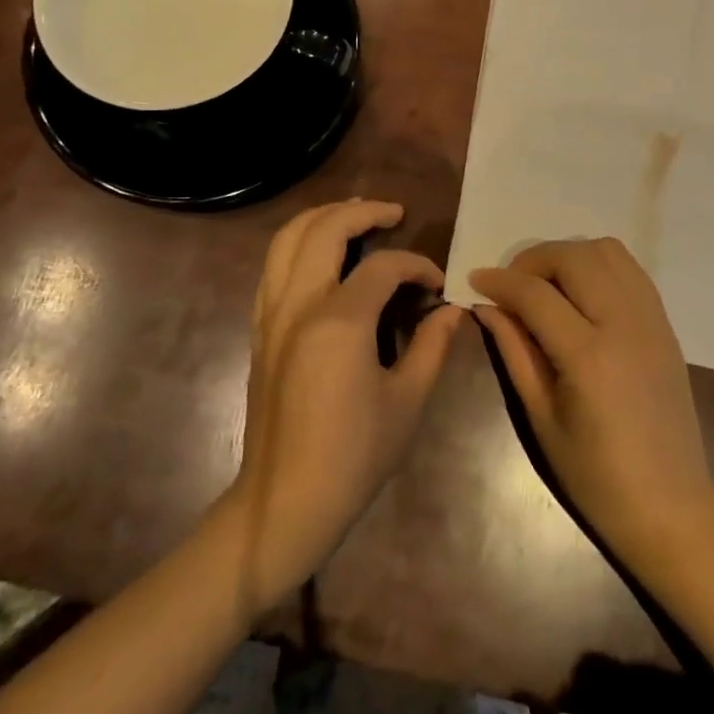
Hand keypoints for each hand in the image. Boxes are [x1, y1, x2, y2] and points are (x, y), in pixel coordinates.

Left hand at [226, 199, 464, 613]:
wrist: (285, 500)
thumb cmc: (354, 456)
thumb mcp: (407, 402)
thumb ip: (431, 347)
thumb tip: (454, 312)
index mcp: (339, 322)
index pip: (383, 266)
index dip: (416, 266)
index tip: (437, 285)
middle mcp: (298, 304)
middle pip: (324, 229)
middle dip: (362, 212)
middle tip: (393, 213)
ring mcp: (271, 314)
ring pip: (287, 238)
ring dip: (321, 218)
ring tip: (353, 216)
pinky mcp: (259, 329)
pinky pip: (273, 266)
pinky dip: (297, 244)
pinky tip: (320, 256)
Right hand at [471, 238, 713, 566]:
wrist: (670, 506)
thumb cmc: (595, 476)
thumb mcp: (541, 418)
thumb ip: (515, 352)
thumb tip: (487, 307)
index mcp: (589, 356)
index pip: (536, 294)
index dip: (499, 281)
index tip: (476, 280)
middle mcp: (625, 325)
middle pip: (574, 257)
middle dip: (533, 260)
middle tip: (512, 285)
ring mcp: (651, 321)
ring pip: (607, 252)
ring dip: (569, 256)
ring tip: (547, 285)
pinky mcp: (666, 325)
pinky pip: (630, 271)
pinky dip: (599, 266)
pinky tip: (581, 294)